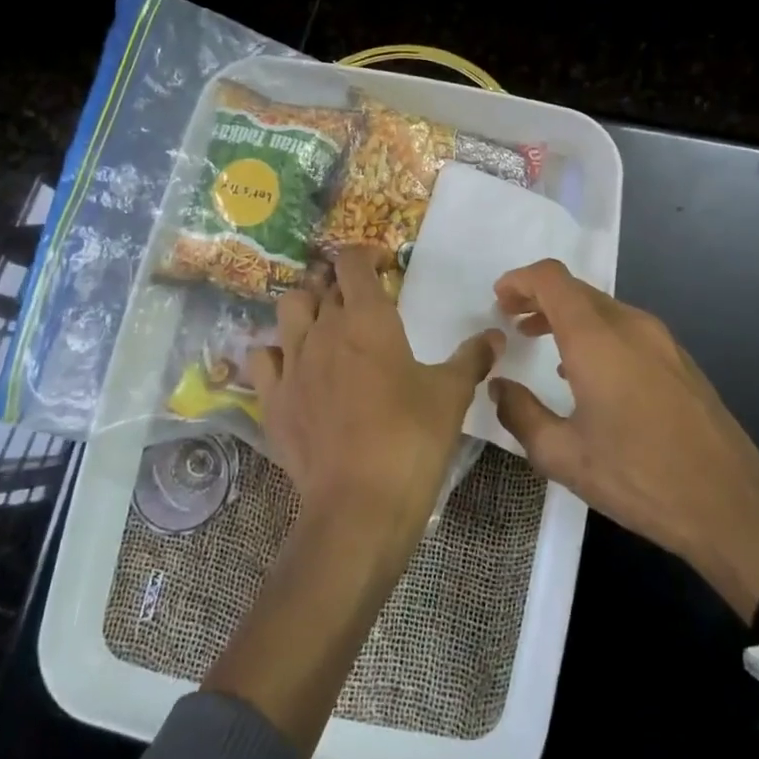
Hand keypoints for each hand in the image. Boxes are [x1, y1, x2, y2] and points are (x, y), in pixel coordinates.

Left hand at [249, 249, 502, 537]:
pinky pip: (262, 359)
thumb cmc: (412, 438)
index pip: (352, 262)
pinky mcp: (272, 400)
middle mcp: (322, 330)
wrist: (360, 502)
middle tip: (361, 303)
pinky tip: (294, 369)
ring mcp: (292, 364)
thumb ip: (472, 358)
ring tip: (325, 327)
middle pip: (319, 285)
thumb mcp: (452, 394)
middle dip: (339, 285)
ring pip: (288, 312)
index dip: (367, 255)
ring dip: (306, 309)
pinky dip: (277, 354)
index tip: (386, 267)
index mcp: (367, 319)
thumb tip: (495, 336)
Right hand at [490, 260, 758, 617]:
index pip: (552, 280)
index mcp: (597, 339)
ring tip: (541, 342)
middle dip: (539, 298)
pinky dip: (596, 333)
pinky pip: (627, 329)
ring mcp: (662, 341)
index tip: (498, 300)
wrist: (730, 505)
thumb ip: (520, 414)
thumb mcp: (563, 455)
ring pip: (604, 309)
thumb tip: (499, 387)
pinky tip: (587, 372)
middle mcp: (631, 326)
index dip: (520, 280)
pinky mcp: (680, 361)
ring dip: (568, 317)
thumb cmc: (638, 477)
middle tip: (512, 321)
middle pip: (577, 290)